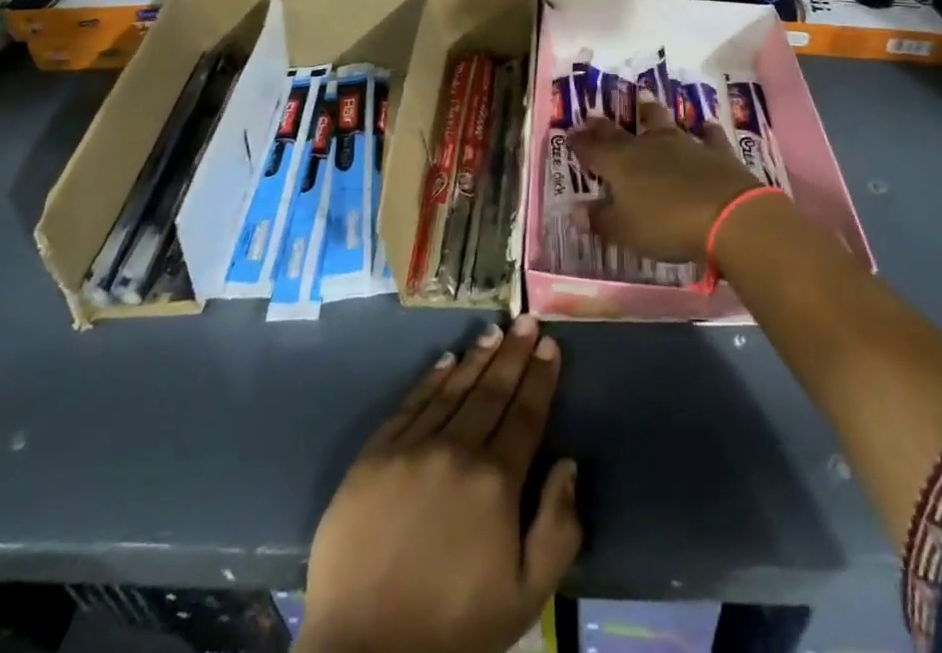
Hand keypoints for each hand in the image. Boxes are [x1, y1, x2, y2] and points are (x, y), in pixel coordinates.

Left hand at [302, 316, 580, 652]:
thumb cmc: (454, 630)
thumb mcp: (525, 598)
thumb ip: (558, 529)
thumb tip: (569, 464)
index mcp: (496, 482)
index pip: (526, 414)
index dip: (541, 377)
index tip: (550, 344)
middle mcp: (456, 450)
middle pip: (492, 392)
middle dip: (514, 354)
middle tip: (526, 320)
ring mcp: (411, 449)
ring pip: (451, 390)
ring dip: (476, 358)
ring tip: (494, 332)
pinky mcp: (373, 456)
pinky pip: (409, 406)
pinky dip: (430, 380)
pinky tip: (444, 360)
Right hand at [568, 98, 761, 264]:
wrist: (728, 215)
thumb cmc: (667, 225)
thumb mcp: (625, 231)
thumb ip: (600, 220)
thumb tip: (575, 211)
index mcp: (621, 164)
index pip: (592, 148)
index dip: (579, 142)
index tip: (569, 134)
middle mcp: (648, 146)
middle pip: (621, 132)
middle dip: (604, 126)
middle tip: (593, 116)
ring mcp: (684, 144)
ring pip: (663, 122)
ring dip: (652, 112)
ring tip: (645, 99)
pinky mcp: (715, 151)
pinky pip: (708, 136)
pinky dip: (704, 130)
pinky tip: (705, 126)